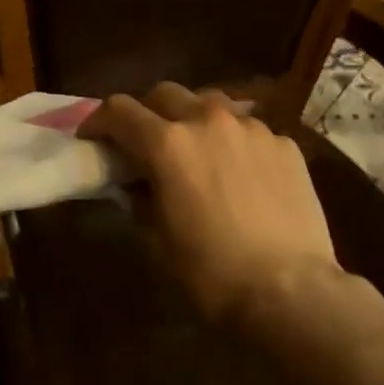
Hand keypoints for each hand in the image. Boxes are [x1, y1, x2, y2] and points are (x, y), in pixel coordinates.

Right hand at [79, 83, 341, 327]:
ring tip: (197, 153)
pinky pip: (249, 131)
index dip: (98, 121)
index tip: (93, 139)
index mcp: (167, 144)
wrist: (290, 290)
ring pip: (211, 104)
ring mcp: (252, 128)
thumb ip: (140, 200)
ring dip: (193, 120)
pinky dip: (233, 143)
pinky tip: (241, 176)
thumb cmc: (211, 273)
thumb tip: (137, 184)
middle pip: (164, 94)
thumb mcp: (157, 241)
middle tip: (145, 144)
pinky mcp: (285, 144)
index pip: (119, 110)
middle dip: (147, 113)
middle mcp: (208, 121)